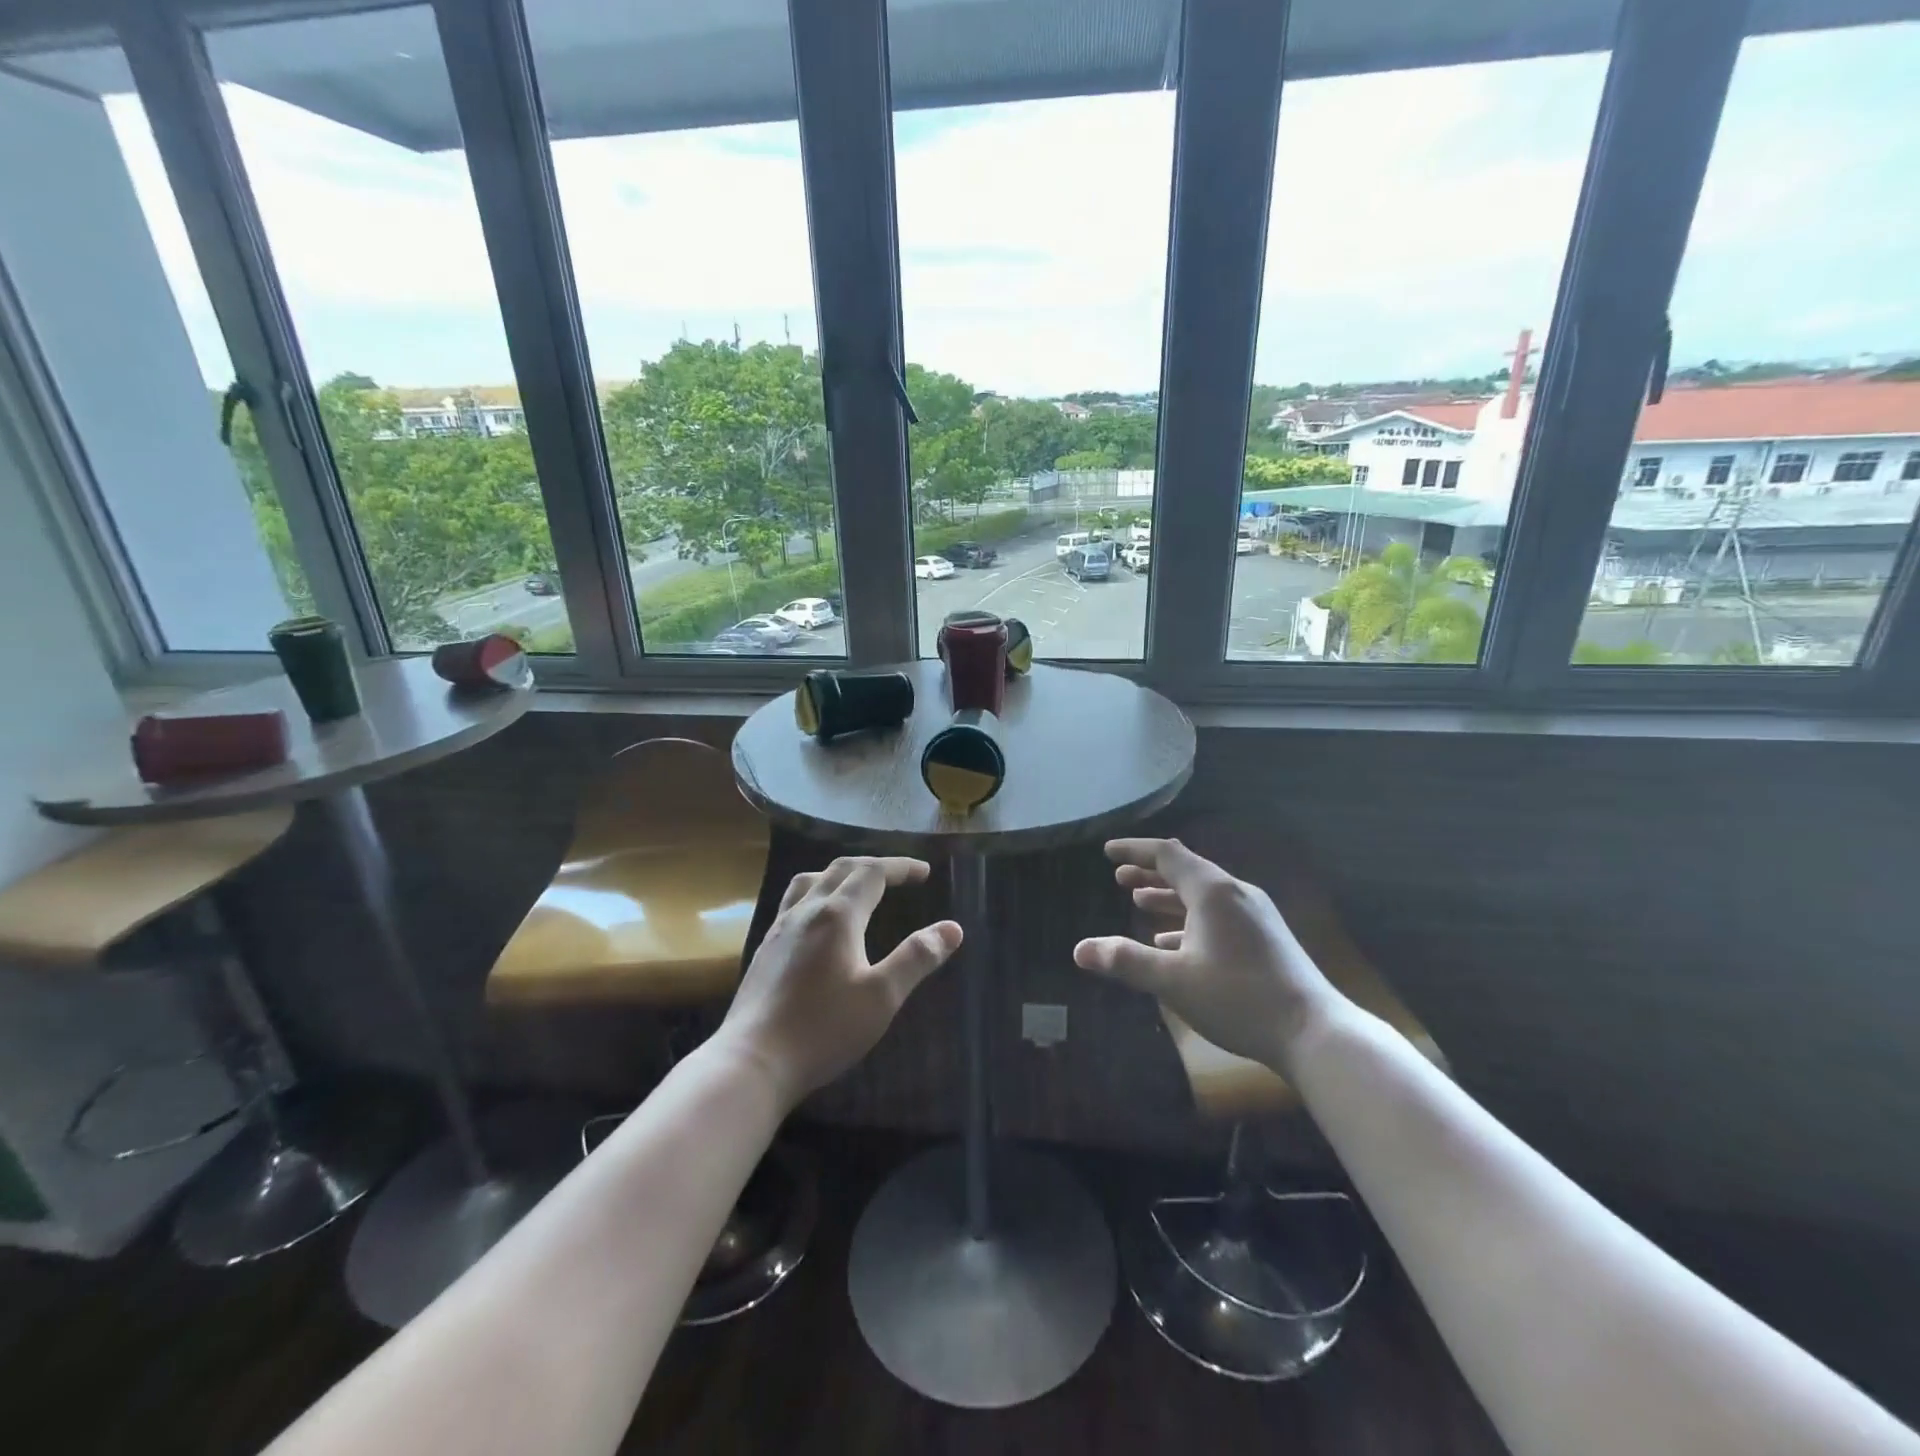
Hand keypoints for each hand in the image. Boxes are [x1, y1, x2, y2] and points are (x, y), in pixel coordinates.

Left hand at [717, 856, 961, 1107]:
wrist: (753, 1062)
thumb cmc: (823, 1029)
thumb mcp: (882, 997)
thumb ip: (917, 958)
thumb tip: (952, 928)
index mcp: (837, 915)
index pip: (872, 872)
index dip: (900, 867)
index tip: (924, 872)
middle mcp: (806, 911)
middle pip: (841, 869)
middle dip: (874, 866)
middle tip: (899, 876)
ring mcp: (780, 928)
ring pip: (810, 881)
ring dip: (840, 875)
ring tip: (857, 888)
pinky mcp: (765, 948)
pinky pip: (793, 902)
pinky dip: (817, 893)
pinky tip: (819, 922)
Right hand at [1073, 838, 1345, 1077]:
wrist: (1315, 1033)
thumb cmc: (1239, 998)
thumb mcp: (1174, 981)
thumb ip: (1125, 961)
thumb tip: (1079, 950)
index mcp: (1213, 891)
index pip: (1167, 854)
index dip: (1134, 850)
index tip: (1107, 851)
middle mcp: (1235, 893)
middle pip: (1186, 871)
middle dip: (1150, 873)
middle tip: (1119, 878)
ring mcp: (1255, 915)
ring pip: (1203, 896)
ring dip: (1169, 897)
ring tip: (1140, 903)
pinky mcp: (1266, 938)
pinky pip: (1218, 916)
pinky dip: (1190, 920)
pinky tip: (1174, 943)